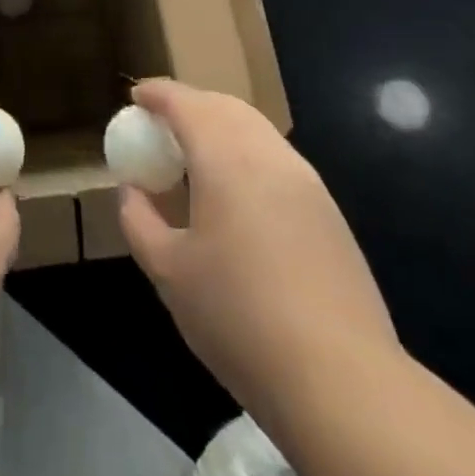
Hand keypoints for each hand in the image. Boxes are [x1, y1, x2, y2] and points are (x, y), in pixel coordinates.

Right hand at [118, 79, 396, 414]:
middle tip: (160, 125)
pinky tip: (235, 193)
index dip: (157, 93)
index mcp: (226, 159)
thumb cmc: (239, 318)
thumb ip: (139, 219)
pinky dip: (246, 152)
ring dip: (220, 126)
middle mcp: (268, 155)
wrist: (342, 382)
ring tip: (194, 156)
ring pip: (256, 129)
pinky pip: (276, 158)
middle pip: (224, 106)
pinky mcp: (328, 212)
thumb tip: (131, 190)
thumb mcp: (168, 272)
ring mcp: (306, 182)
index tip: (134, 96)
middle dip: (189, 104)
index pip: (186, 103)